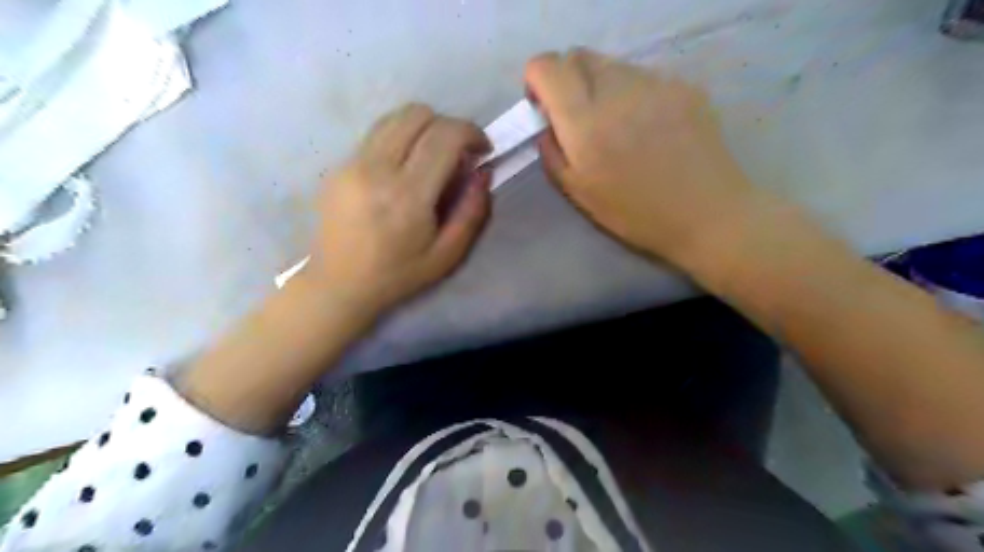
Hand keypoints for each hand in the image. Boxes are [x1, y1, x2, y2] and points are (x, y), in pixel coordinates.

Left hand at [307, 104, 492, 317]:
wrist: (338, 284)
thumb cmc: (398, 275)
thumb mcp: (447, 255)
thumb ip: (472, 212)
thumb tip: (483, 172)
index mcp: (408, 196)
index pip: (444, 136)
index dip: (471, 132)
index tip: (482, 150)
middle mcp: (377, 169)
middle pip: (417, 114)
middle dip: (447, 125)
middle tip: (457, 153)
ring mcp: (352, 164)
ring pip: (394, 118)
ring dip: (422, 128)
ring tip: (431, 157)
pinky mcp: (338, 166)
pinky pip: (376, 135)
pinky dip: (399, 140)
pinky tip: (403, 169)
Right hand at [527, 48, 763, 267]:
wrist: (707, 213)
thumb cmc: (636, 214)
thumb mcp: (579, 193)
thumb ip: (552, 152)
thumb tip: (547, 125)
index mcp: (586, 122)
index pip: (547, 66)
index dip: (537, 80)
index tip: (544, 107)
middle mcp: (618, 90)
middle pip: (579, 56)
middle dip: (567, 79)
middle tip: (578, 116)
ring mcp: (655, 82)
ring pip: (612, 65)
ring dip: (601, 87)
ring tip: (618, 125)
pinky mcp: (683, 84)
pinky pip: (644, 77)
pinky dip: (633, 94)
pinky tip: (649, 127)